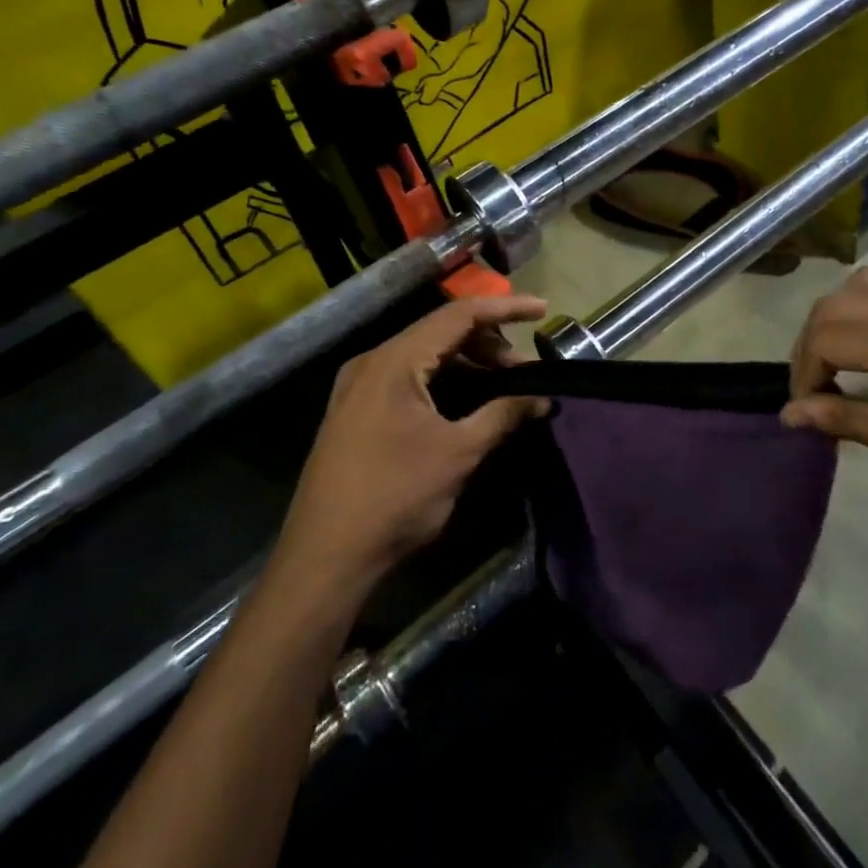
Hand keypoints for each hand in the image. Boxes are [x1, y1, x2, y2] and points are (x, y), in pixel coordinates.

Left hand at [279, 296, 550, 585]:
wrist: (324, 559)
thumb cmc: (395, 498)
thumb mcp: (458, 454)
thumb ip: (503, 416)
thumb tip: (543, 399)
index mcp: (394, 360)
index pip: (459, 314)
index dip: (505, 308)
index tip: (543, 310)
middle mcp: (372, 361)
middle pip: (440, 331)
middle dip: (489, 342)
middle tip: (524, 369)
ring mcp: (359, 385)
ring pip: (424, 354)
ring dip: (467, 362)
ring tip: (503, 385)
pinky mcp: (355, 409)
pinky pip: (407, 376)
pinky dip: (443, 379)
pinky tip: (467, 401)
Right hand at [781, 268, 867, 528]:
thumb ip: (856, 422)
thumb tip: (792, 415)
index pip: (826, 336)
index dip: (803, 373)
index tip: (807, 413)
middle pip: (835, 304)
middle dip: (810, 345)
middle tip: (815, 394)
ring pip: (863, 284)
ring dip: (837, 318)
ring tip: (840, 365)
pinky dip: (866, 307)